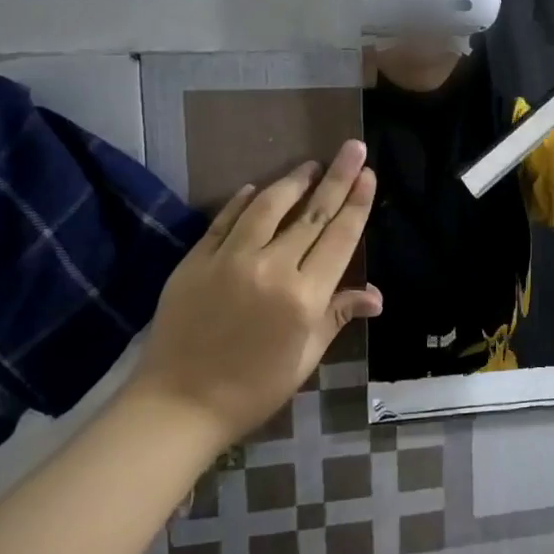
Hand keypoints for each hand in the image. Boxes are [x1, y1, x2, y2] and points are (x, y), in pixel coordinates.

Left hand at [129, 140, 381, 448]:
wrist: (177, 406)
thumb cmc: (253, 388)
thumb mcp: (305, 357)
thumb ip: (337, 316)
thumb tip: (375, 295)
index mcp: (305, 297)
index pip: (340, 238)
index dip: (356, 202)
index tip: (369, 174)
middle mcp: (272, 269)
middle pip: (311, 214)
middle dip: (336, 177)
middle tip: (351, 147)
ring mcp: (230, 261)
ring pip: (268, 207)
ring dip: (292, 181)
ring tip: (309, 164)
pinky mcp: (195, 262)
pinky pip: (225, 221)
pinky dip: (243, 202)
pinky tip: (255, 188)